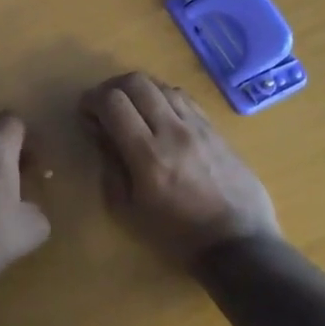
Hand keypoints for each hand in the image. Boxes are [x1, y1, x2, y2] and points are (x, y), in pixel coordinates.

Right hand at [78, 72, 280, 266]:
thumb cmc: (176, 234)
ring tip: (132, 109)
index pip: (113, 102)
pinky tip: (160, 116)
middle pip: (137, 82)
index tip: (85, 112)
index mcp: (147, 155)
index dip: (92, 100)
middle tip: (105, 106)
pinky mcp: (215, 129)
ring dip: (139, 90)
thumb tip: (99, 133)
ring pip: (162, 85)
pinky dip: (163, 98)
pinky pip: (184, 98)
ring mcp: (198, 127)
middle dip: (112, 87)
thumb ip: (111, 165)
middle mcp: (173, 131)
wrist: (238, 243)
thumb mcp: (129, 209)